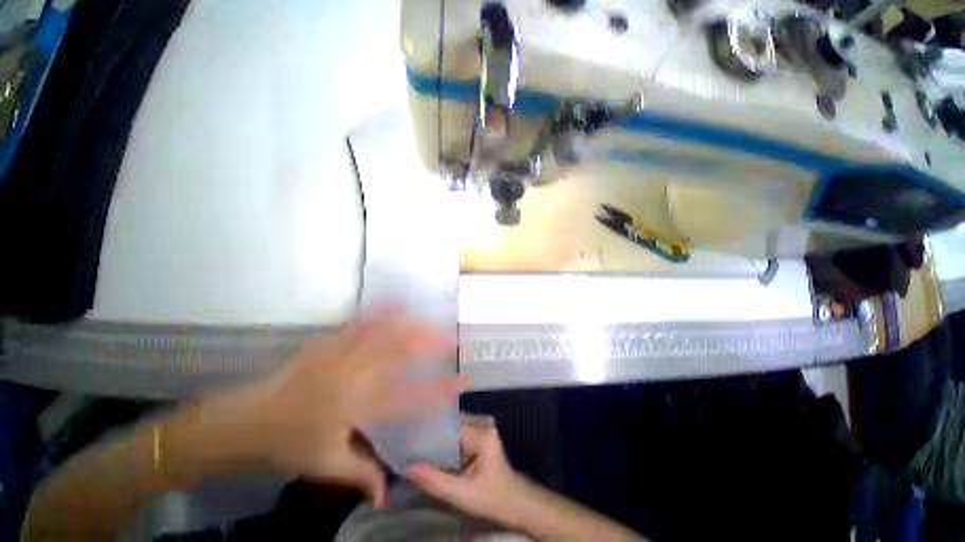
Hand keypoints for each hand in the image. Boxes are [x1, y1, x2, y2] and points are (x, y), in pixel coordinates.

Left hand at [178, 309, 460, 507]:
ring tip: (427, 315)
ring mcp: (339, 354)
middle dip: (427, 343)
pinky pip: (358, 323)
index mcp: (357, 406)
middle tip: (448, 338)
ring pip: (381, 332)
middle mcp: (354, 375)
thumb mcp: (325, 464)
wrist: (244, 420)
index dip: (439, 389)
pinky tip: (390, 304)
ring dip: (407, 323)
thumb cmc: (287, 444)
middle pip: (399, 353)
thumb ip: (360, 473)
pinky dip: (378, 312)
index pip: (410, 397)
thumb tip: (385, 495)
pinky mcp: (327, 343)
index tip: (461, 381)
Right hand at [407, 413, 642, 540]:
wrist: (520, 501)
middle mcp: (479, 420)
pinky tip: (420, 442)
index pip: (445, 417)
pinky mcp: (475, 436)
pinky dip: (437, 437)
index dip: (424, 417)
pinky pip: (451, 433)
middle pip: (446, 419)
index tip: (401, 415)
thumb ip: (438, 478)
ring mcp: (477, 427)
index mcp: (479, 427)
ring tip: (405, 431)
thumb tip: (407, 465)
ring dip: (430, 431)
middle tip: (397, 424)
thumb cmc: (501, 497)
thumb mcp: (467, 492)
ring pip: (448, 425)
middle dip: (425, 422)